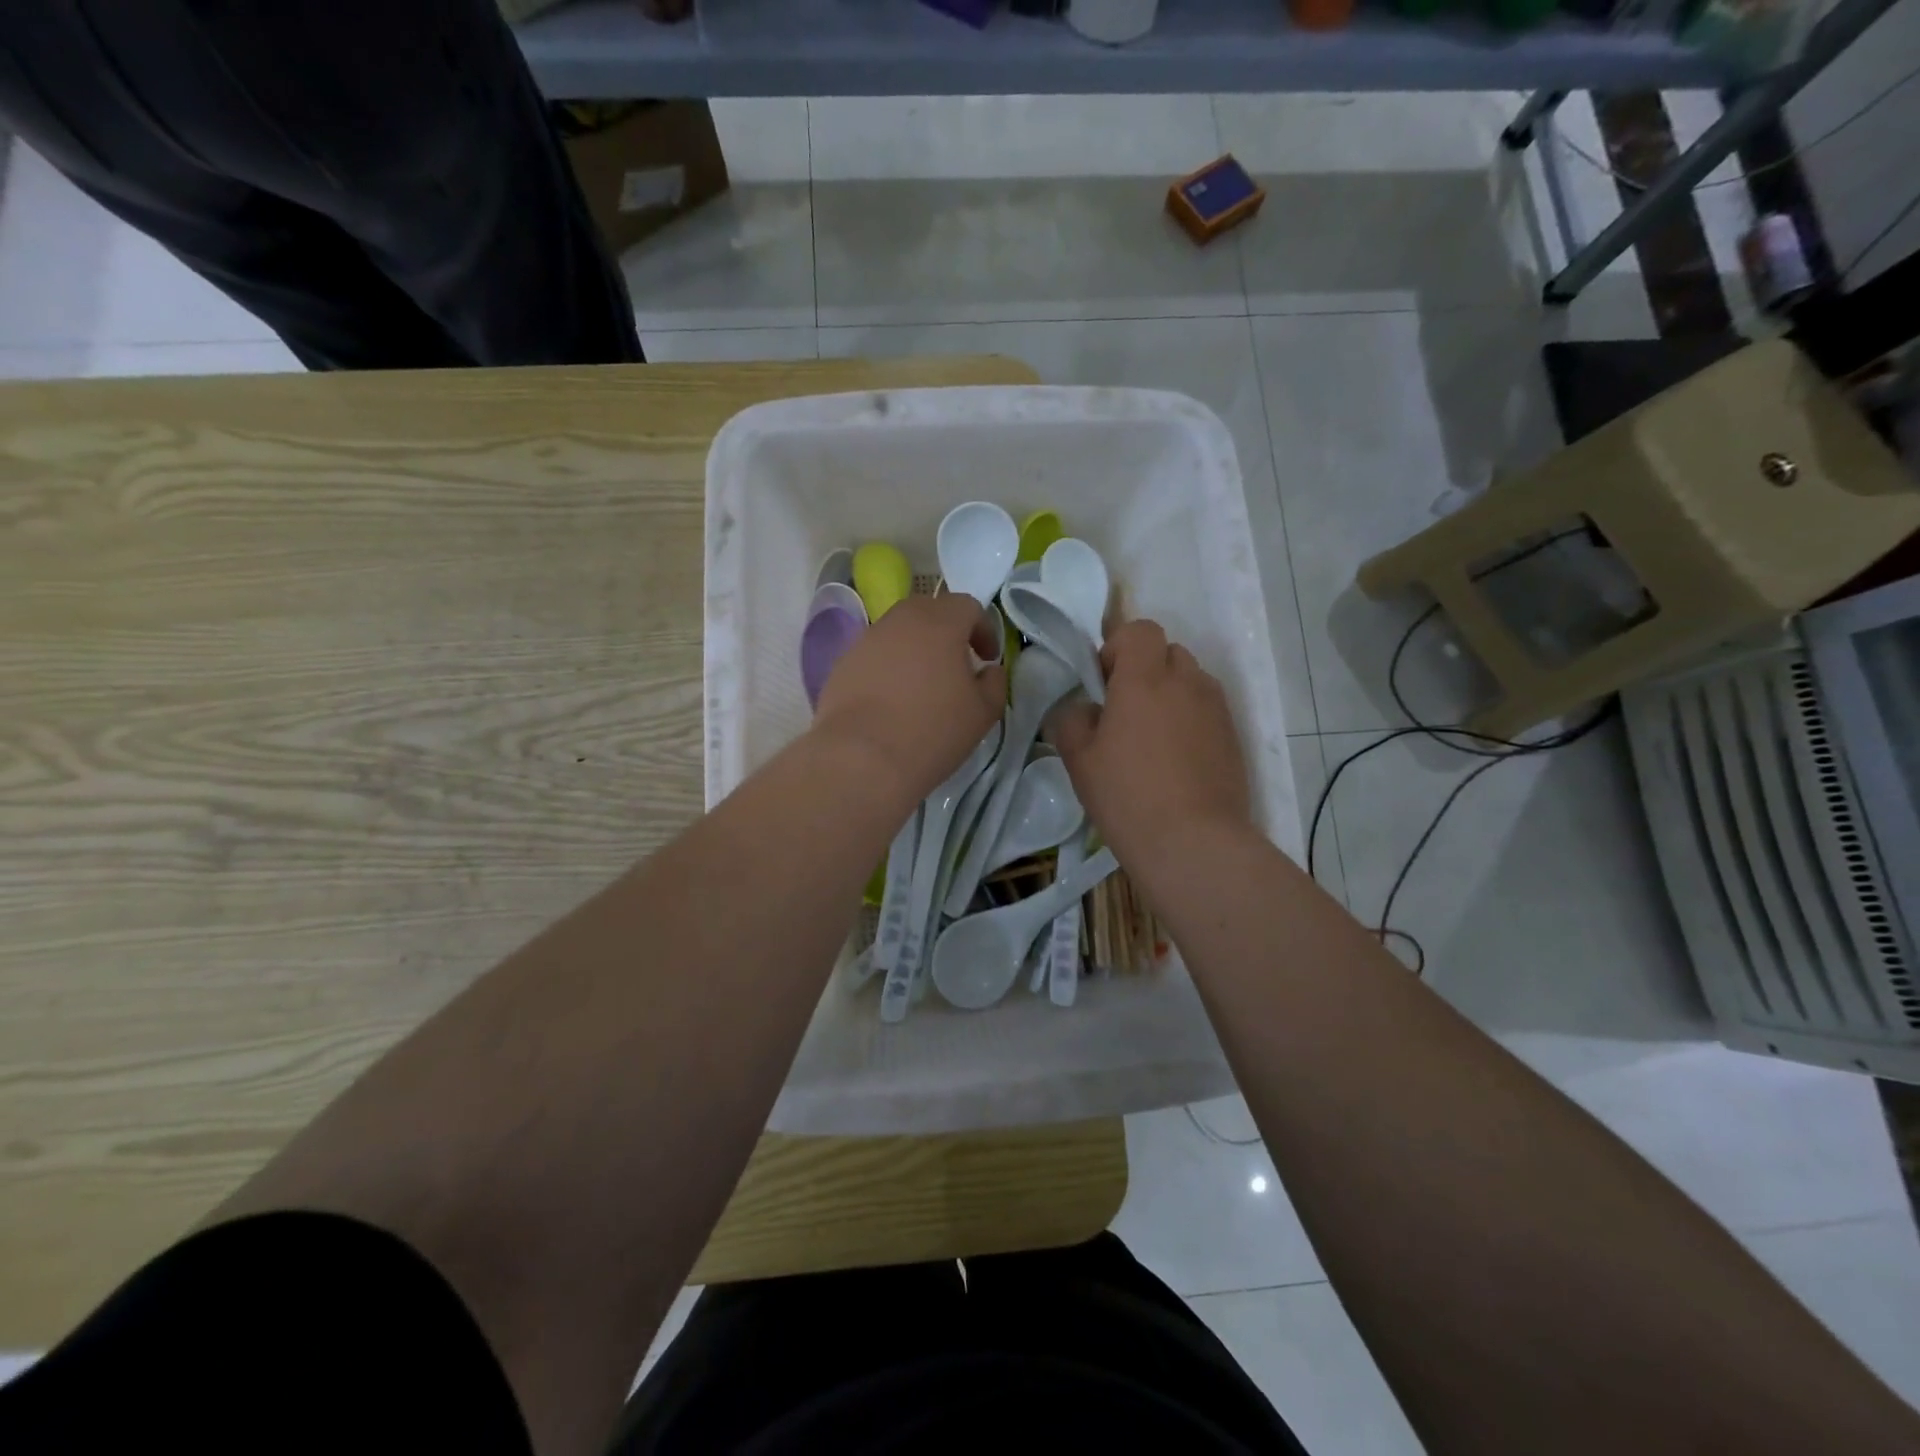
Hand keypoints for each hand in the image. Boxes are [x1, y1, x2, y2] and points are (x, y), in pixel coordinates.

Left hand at [812, 594, 1006, 805]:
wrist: (862, 759)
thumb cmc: (932, 732)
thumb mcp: (983, 713)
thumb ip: (994, 683)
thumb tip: (988, 670)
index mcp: (940, 623)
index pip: (968, 607)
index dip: (984, 629)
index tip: (988, 659)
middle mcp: (900, 620)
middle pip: (930, 611)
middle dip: (948, 632)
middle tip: (957, 665)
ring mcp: (866, 640)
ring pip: (899, 632)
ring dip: (916, 649)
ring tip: (923, 685)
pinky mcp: (843, 664)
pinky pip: (875, 655)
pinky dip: (889, 667)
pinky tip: (892, 701)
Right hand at [1047, 618, 1250, 868]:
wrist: (1193, 842)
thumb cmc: (1127, 795)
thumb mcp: (1079, 759)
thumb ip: (1073, 719)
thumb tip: (1084, 709)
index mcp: (1145, 678)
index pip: (1139, 630)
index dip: (1118, 648)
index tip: (1104, 685)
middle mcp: (1186, 682)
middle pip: (1168, 652)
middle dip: (1145, 670)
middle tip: (1125, 713)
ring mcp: (1216, 709)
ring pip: (1190, 681)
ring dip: (1170, 695)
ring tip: (1153, 740)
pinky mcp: (1233, 736)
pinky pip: (1207, 710)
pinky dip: (1190, 721)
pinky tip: (1176, 761)